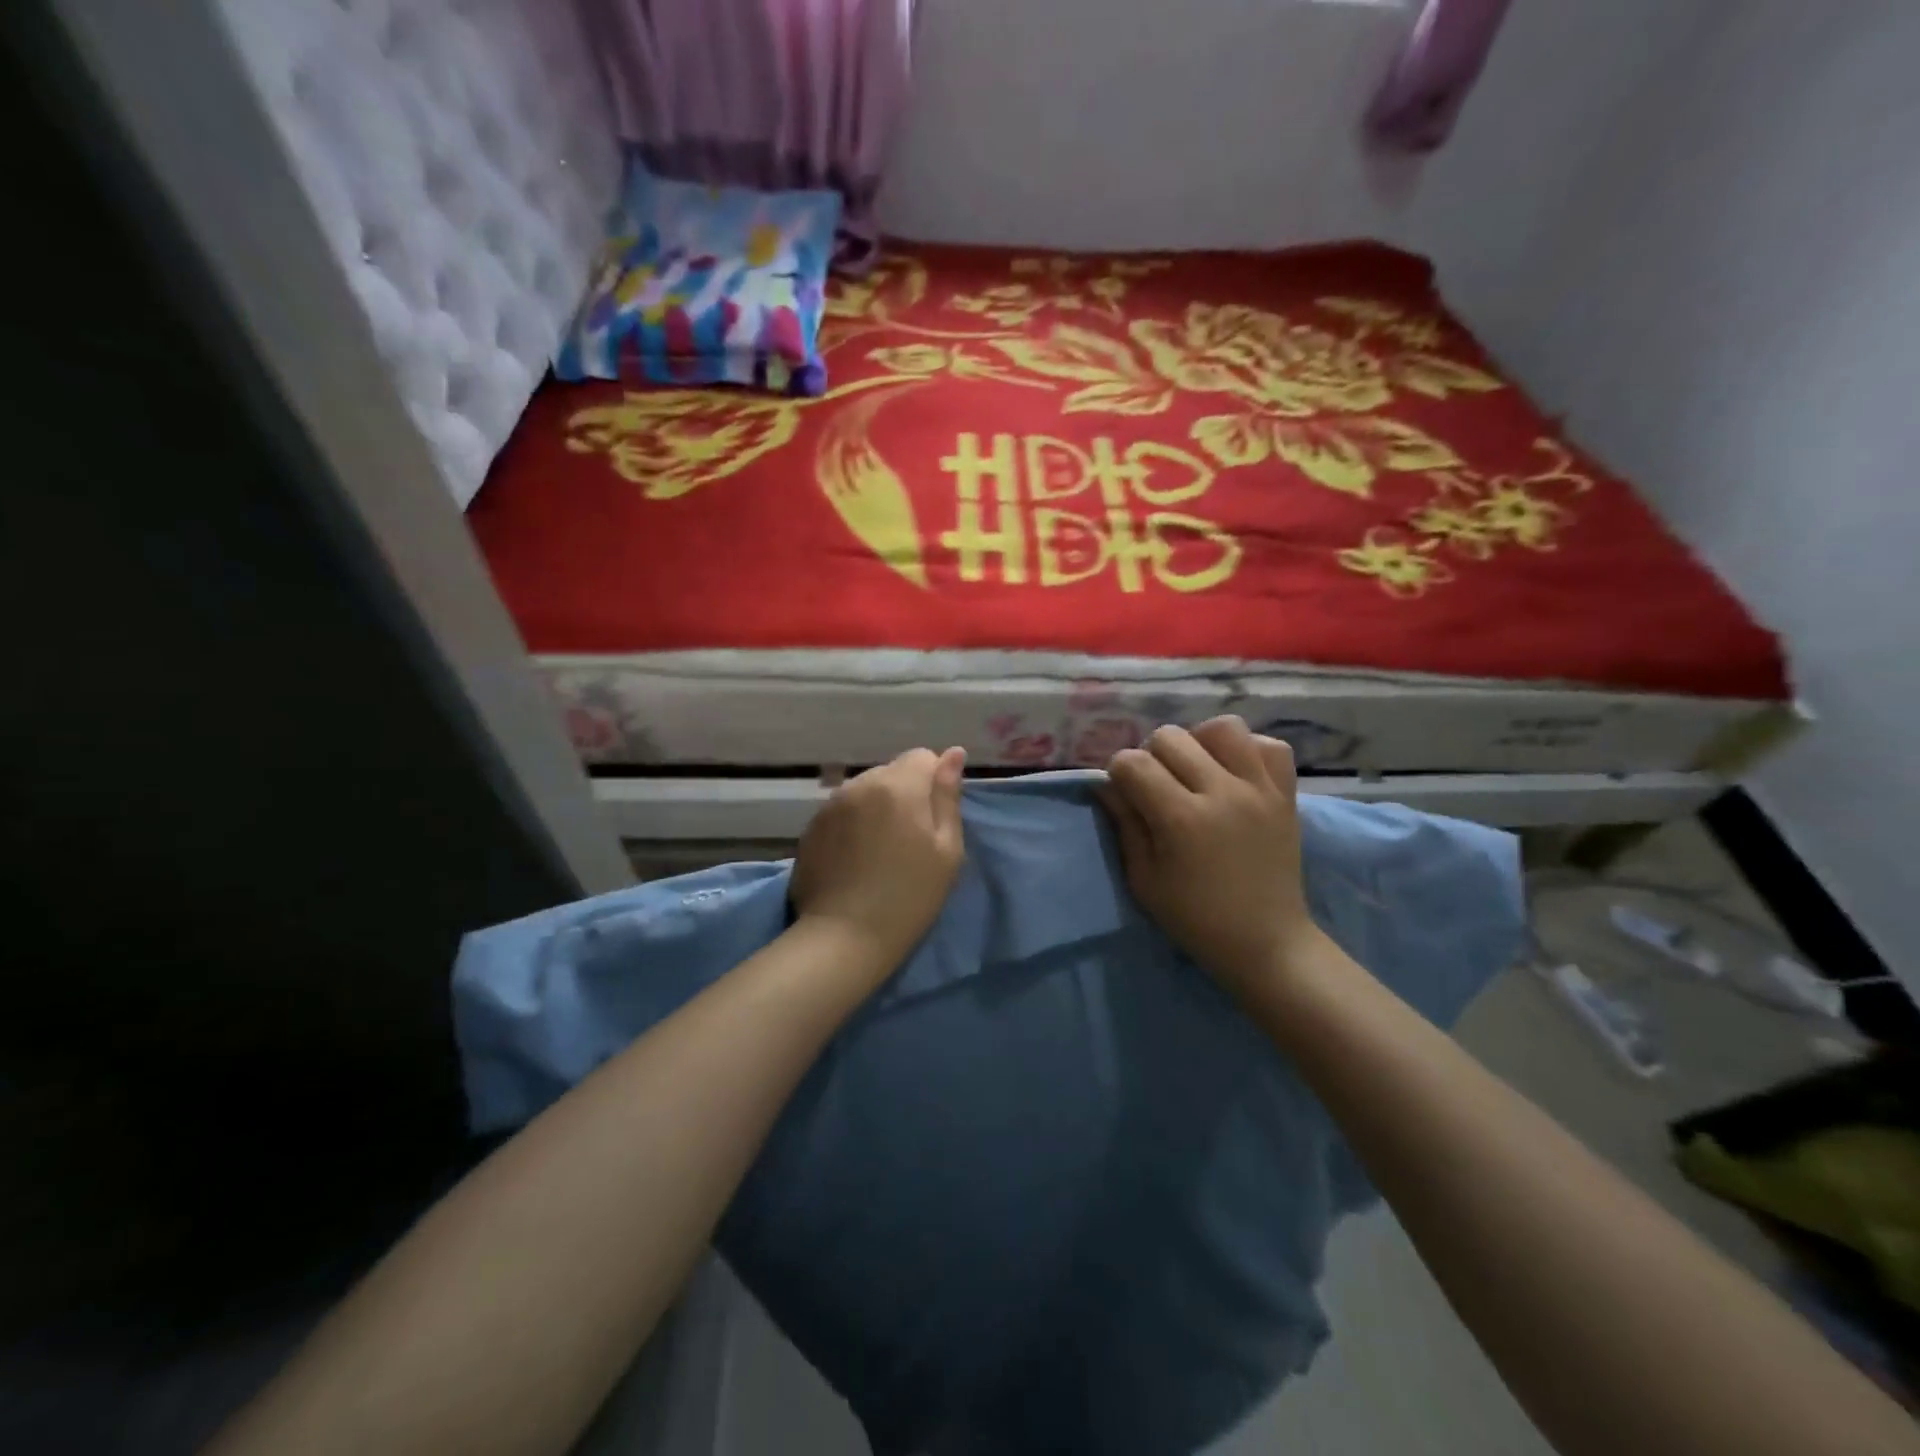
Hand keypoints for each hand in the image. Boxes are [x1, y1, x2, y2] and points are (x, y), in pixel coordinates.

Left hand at [791, 747, 966, 980]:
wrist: (844, 936)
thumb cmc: (910, 895)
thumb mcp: (947, 849)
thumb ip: (948, 796)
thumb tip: (953, 753)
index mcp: (898, 784)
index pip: (922, 757)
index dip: (933, 784)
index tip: (933, 821)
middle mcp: (860, 783)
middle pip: (891, 772)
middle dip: (904, 794)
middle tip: (909, 840)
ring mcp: (830, 804)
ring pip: (865, 791)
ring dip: (876, 808)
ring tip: (880, 850)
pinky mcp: (811, 827)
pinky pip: (842, 811)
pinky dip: (853, 824)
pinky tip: (856, 859)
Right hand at [1098, 717, 1322, 1000]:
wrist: (1266, 942)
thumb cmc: (1195, 918)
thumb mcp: (1144, 880)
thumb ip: (1125, 824)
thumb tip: (1106, 784)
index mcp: (1181, 819)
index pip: (1133, 762)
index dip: (1119, 773)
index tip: (1125, 794)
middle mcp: (1222, 793)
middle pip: (1171, 737)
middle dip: (1152, 756)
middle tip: (1158, 787)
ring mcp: (1260, 789)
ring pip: (1223, 727)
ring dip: (1199, 742)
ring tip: (1197, 771)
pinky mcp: (1287, 794)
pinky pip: (1270, 745)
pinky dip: (1248, 750)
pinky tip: (1234, 773)